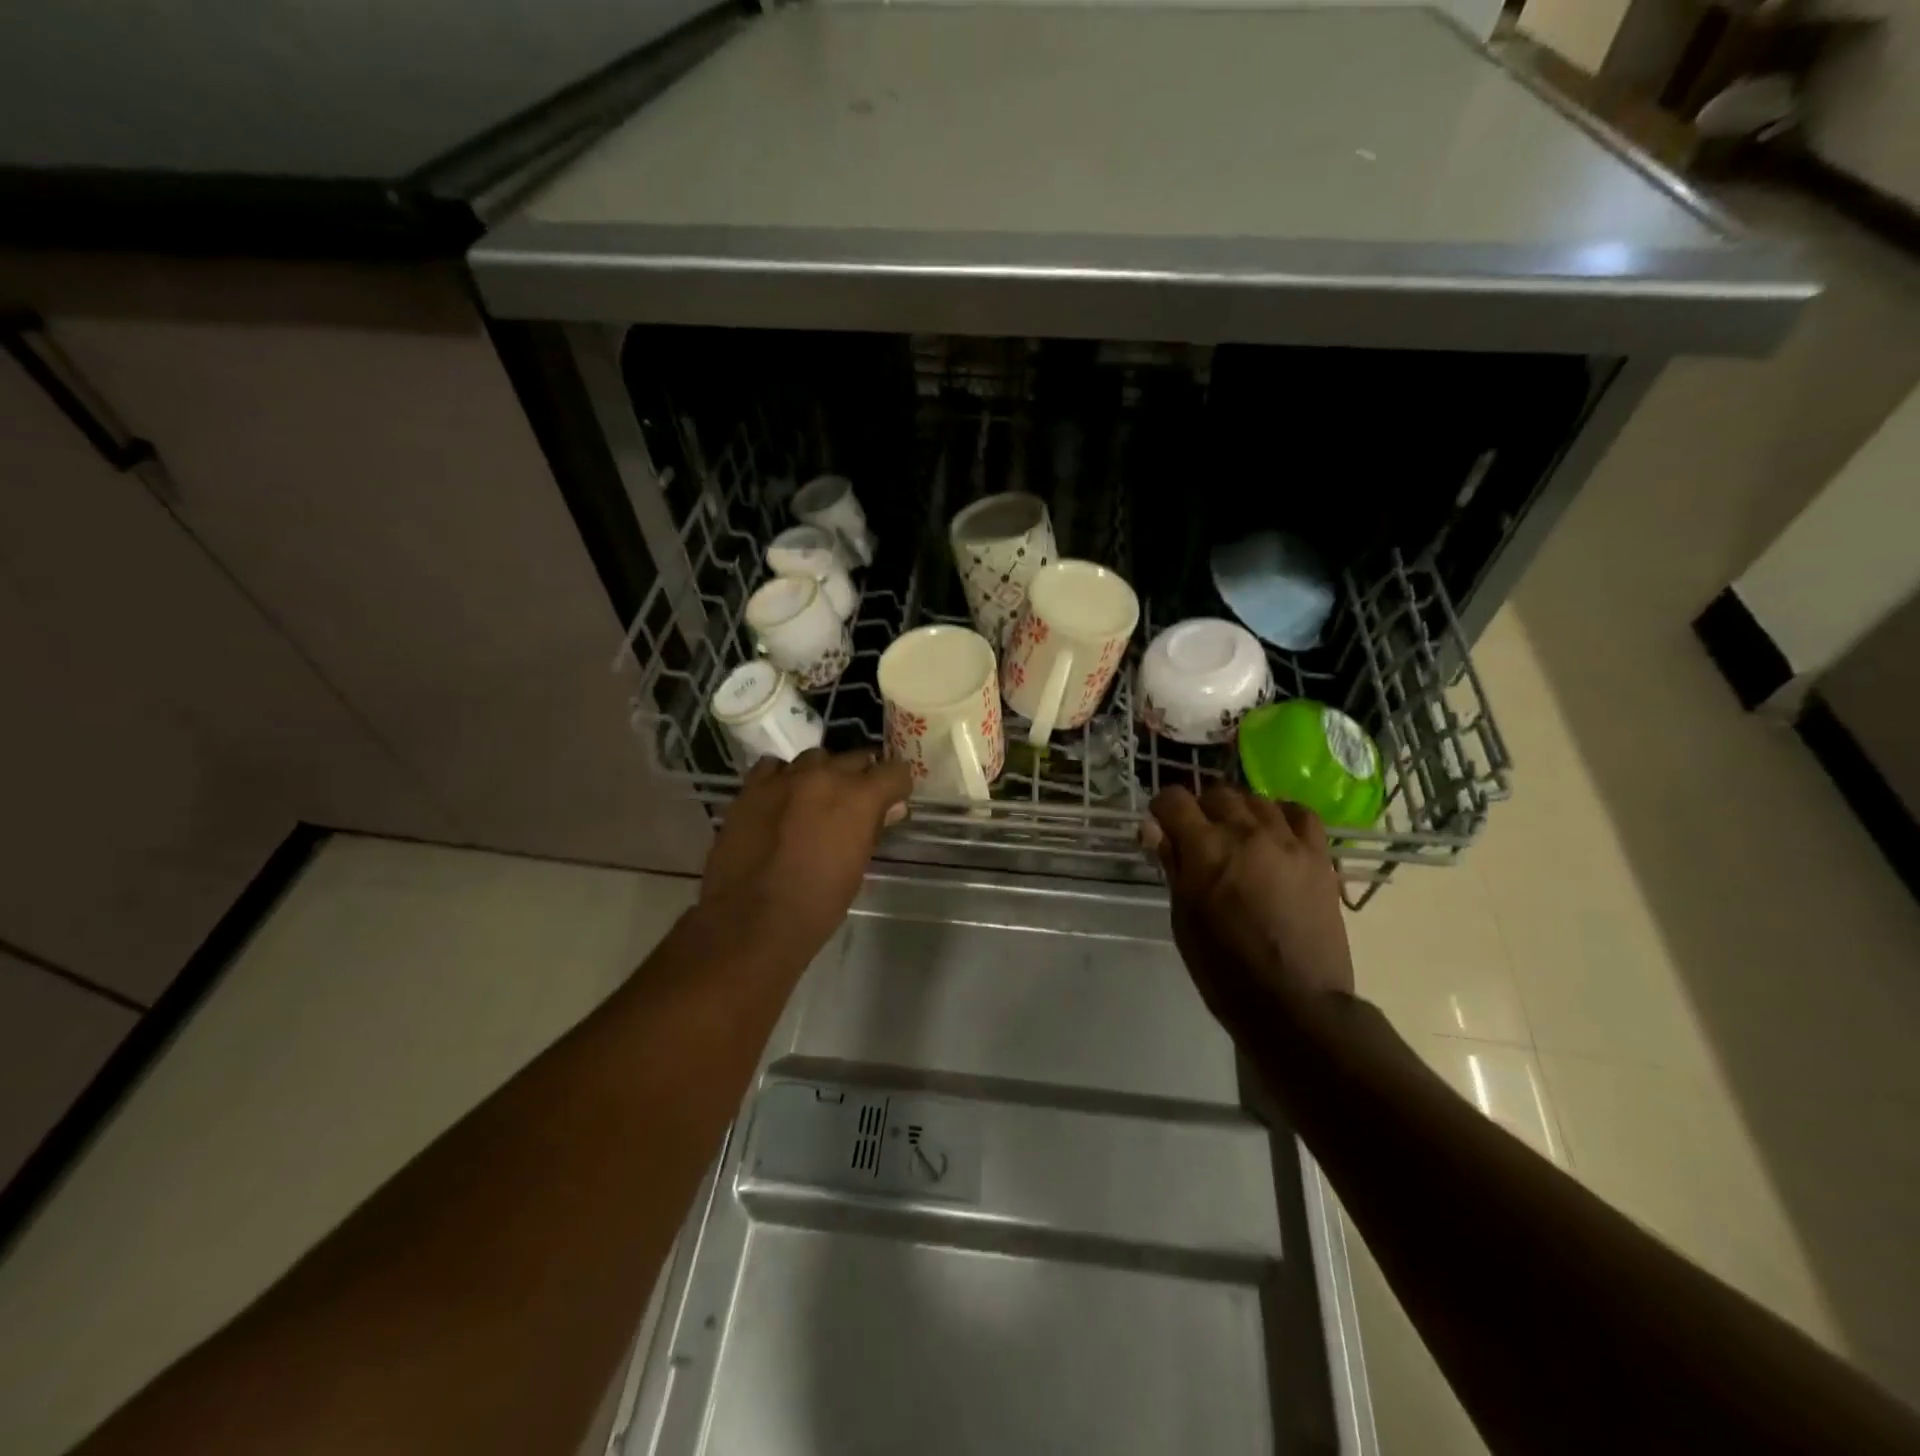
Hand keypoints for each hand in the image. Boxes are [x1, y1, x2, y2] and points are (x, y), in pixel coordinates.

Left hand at [701, 749, 911, 953]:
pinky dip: (782, 778)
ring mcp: (785, 777)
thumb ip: (873, 829)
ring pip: (814, 758)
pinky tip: (780, 799)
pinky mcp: (751, 787)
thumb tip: (888, 809)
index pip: (895, 771)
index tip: (893, 799)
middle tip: (854, 802)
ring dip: (821, 775)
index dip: (897, 786)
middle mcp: (825, 776)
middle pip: (855, 758)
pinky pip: (774, 767)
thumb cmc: (817, 904)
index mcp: (859, 797)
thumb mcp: (857, 868)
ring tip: (814, 800)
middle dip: (861, 777)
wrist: (751, 921)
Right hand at [1142, 784, 1354, 1030]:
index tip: (1162, 827)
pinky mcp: (1318, 856)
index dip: (1162, 809)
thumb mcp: (1183, 917)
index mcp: (1204, 849)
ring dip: (1238, 812)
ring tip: (1237, 838)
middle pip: (1216, 793)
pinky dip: (1282, 814)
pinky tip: (1275, 831)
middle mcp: (1245, 833)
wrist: (1294, 1002)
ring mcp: (1287, 841)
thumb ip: (1172, 865)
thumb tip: (1153, 829)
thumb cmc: (1224, 968)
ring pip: (1256, 800)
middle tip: (1198, 838)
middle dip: (1200, 809)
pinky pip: (1300, 813)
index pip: (1173, 799)